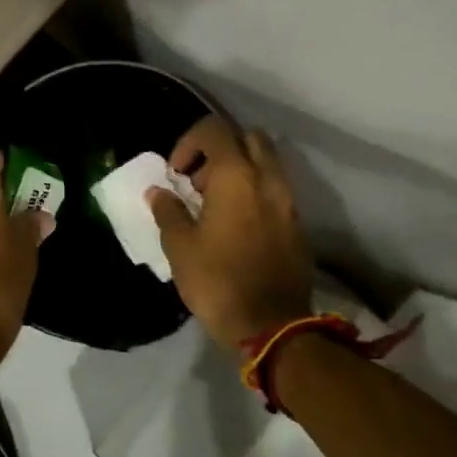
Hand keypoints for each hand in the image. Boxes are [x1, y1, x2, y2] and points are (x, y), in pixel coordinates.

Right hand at [148, 116, 313, 352]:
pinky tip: (236, 224)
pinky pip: (276, 190)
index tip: (176, 173)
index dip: (189, 142)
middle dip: (220, 149)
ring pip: (266, 163)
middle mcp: (268, 179)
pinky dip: (255, 192)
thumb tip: (159, 192)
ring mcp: (288, 201)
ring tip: (215, 203)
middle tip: (198, 180)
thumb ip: (168, 211)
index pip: (214, 130)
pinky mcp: (297, 224)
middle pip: (247, 137)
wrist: (272, 326)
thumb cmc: (217, 281)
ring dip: (240, 170)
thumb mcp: (179, 246)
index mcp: (236, 176)